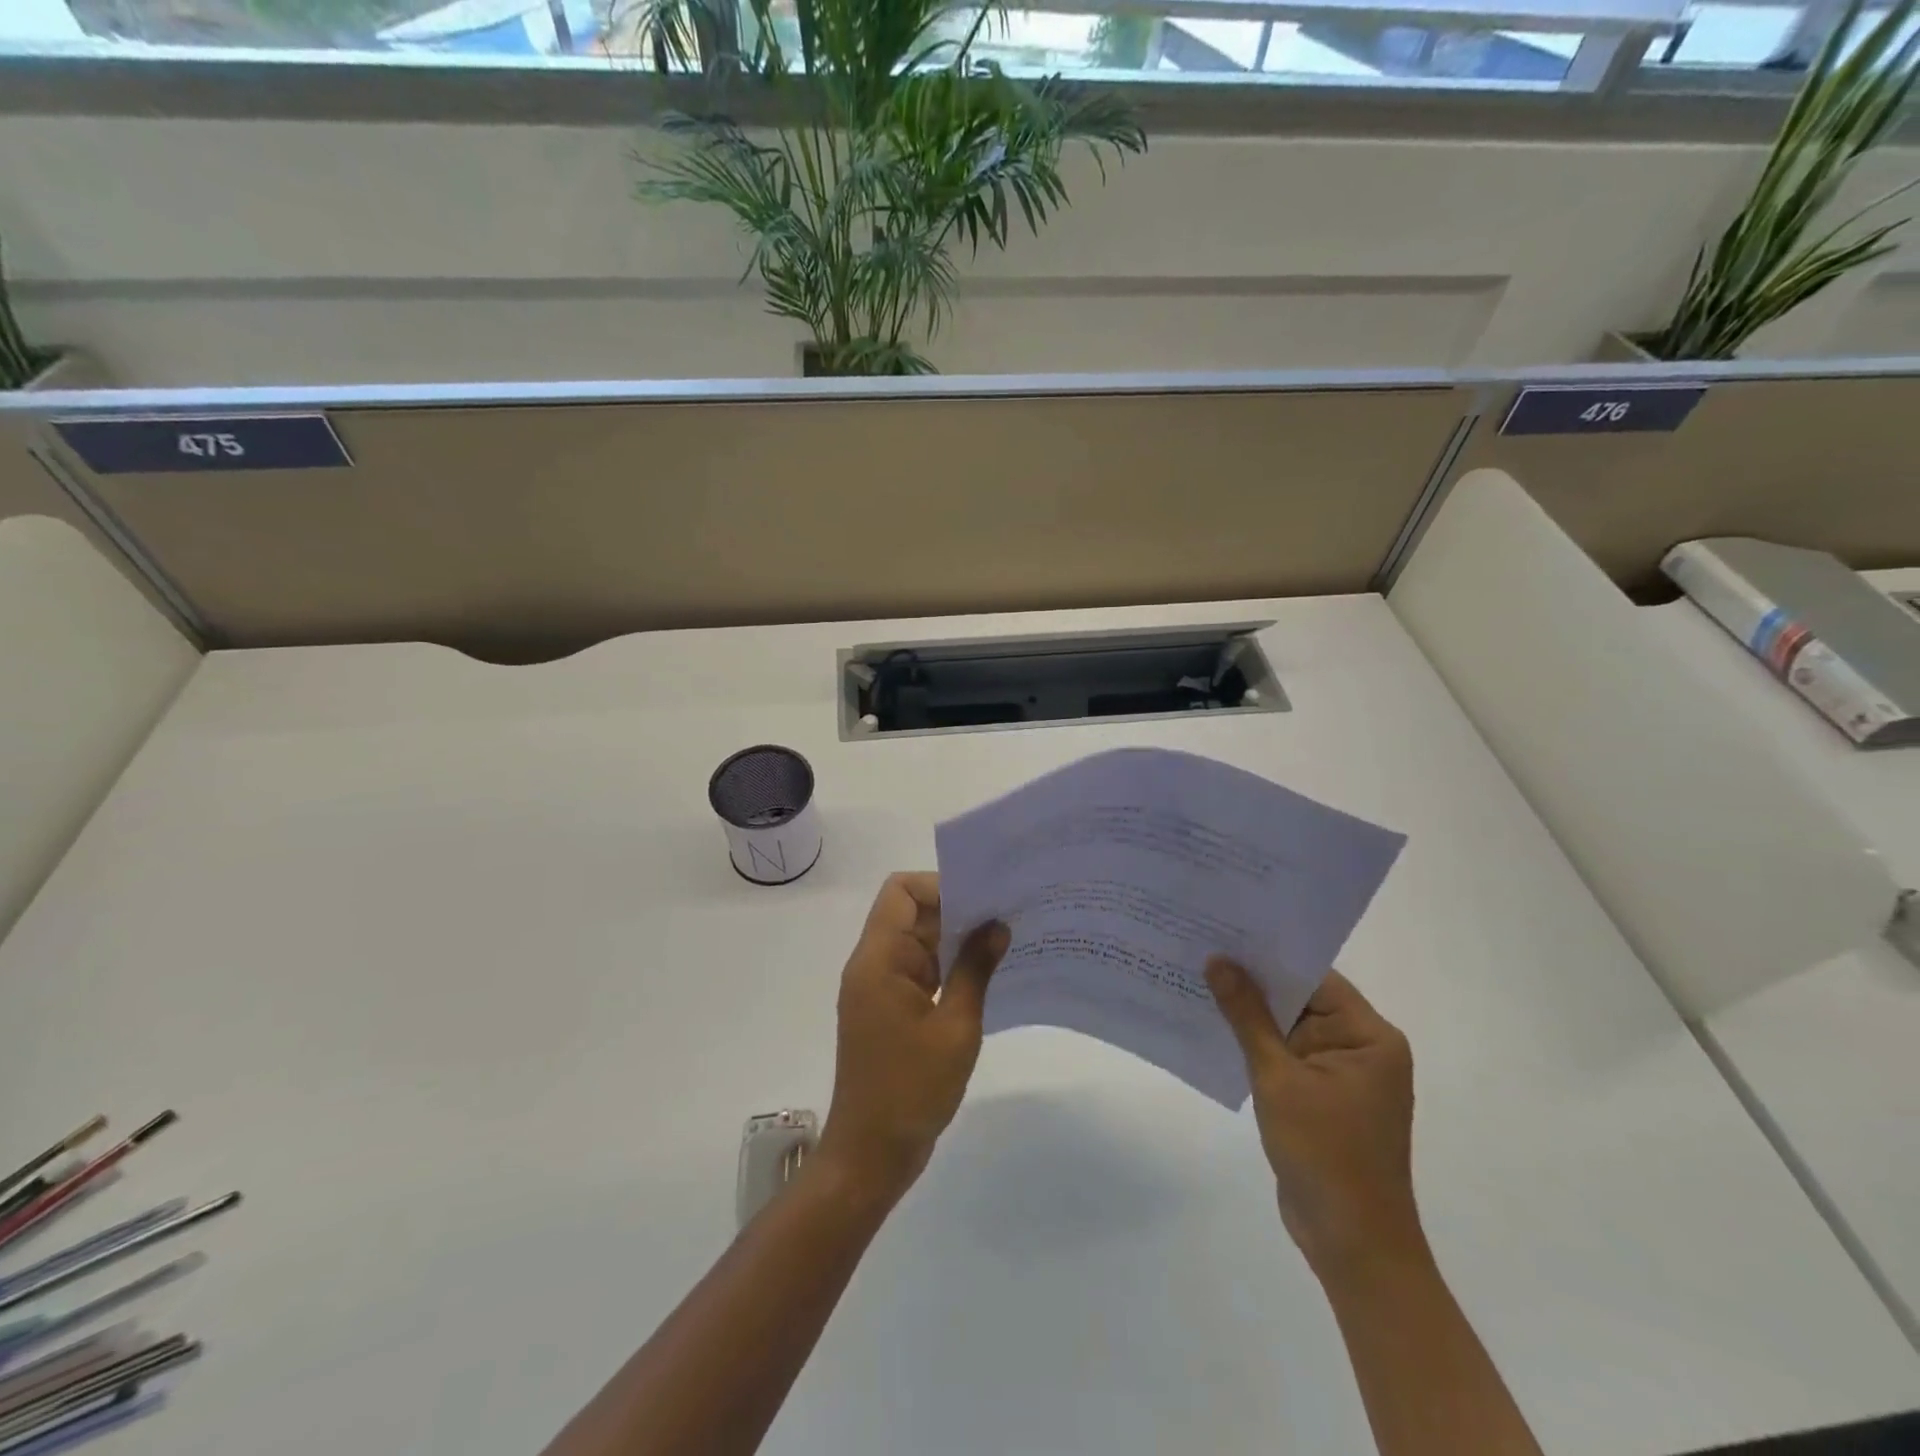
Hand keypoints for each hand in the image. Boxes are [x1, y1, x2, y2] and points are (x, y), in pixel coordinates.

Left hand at [816, 873, 1008, 1206]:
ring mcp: (880, 989)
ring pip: (918, 943)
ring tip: (1004, 943)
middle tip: (1007, 916)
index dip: (939, 886)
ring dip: (955, 941)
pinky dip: (948, 968)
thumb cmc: (911, 1089)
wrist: (871, 1154)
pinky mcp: (889, 1011)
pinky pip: (920, 971)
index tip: (982, 902)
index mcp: (879, 959)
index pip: (901, 891)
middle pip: (911, 914)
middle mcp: (874, 965)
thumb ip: (976, 969)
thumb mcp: (956, 1027)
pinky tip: (986, 976)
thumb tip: (998, 925)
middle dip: (957, 911)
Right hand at [1206, 961, 1423, 1274]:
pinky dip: (1255, 1043)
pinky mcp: (1322, 1096)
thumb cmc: (1324, 1154)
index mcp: (1369, 1036)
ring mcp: (1341, 1074)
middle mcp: (1361, 1047)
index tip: (1223, 932)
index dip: (1269, 955)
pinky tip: (1213, 1025)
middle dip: (1253, 981)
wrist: (1352, 1245)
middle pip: (1301, 999)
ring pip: (1289, 1026)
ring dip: (1249, 1012)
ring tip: (1197, 978)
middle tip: (1201, 947)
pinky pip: (1285, 1054)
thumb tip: (1217, 961)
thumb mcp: (1278, 1078)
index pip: (1315, 977)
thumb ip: (1247, 1015)